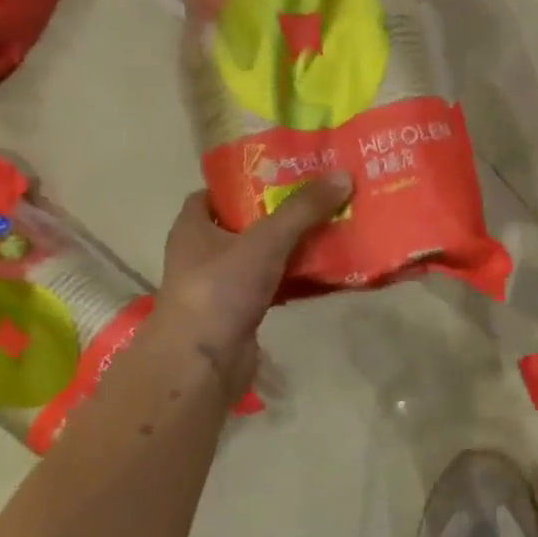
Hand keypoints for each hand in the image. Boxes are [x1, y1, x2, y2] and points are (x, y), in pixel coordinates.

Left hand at [154, 173, 352, 388]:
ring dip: (294, 245)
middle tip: (321, 196)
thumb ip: (303, 209)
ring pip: (264, 255)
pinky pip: (275, 284)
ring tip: (333, 226)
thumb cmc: (220, 289)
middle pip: (247, 222)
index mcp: (193, 227)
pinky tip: (327, 270)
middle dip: (282, 211)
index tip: (284, 173)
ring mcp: (222, 285)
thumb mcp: (266, 240)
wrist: (203, 364)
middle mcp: (203, 253)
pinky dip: (297, 277)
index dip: (247, 181)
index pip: (216, 193)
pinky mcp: (242, 312)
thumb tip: (344, 176)